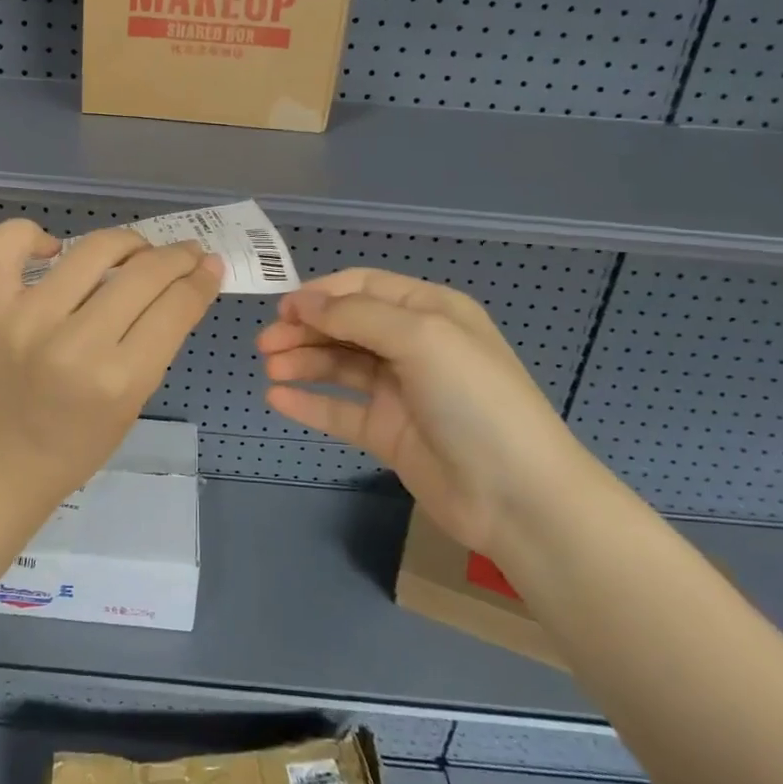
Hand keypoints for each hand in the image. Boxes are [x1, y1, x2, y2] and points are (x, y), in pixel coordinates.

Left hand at [0, 219, 222, 504]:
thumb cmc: (77, 444)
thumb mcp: (134, 403)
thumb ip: (158, 342)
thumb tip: (187, 282)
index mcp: (119, 380)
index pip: (175, 307)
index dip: (201, 280)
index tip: (210, 266)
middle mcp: (74, 344)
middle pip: (143, 273)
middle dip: (176, 257)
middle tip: (186, 254)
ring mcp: (26, 320)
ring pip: (92, 249)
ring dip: (127, 242)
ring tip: (134, 250)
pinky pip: (6, 244)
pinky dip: (31, 234)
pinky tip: (53, 248)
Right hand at [257, 268, 598, 554]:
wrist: (517, 496)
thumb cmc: (473, 399)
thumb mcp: (421, 338)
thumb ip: (357, 316)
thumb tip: (302, 302)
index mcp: (429, 311)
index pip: (364, 287)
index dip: (321, 294)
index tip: (282, 308)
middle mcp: (413, 344)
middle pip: (346, 326)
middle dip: (305, 329)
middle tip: (265, 343)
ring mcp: (399, 391)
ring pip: (339, 366)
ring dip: (303, 362)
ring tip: (272, 369)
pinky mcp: (387, 432)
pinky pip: (339, 410)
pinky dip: (308, 402)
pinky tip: (278, 398)